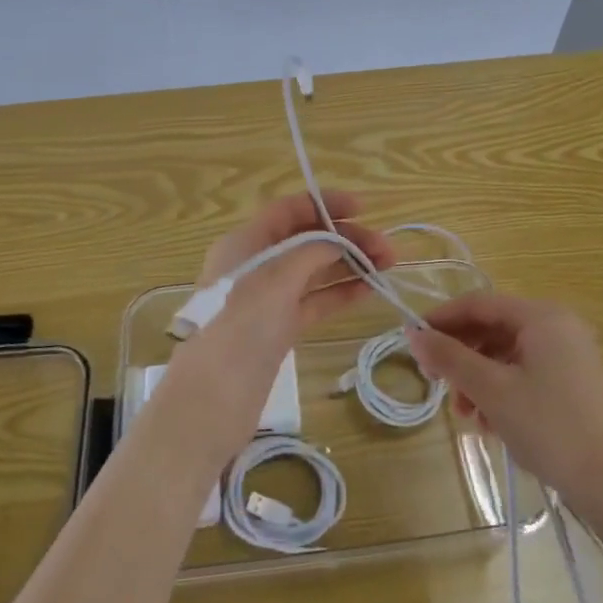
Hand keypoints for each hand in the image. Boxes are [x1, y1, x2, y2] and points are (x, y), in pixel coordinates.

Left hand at [155, 192, 395, 467]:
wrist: (215, 397)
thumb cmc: (244, 323)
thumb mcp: (280, 275)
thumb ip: (313, 251)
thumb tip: (338, 243)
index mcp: (246, 242)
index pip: (289, 210)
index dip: (325, 205)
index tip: (363, 209)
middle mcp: (255, 265)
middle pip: (306, 240)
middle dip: (346, 239)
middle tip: (387, 250)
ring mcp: (267, 299)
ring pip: (314, 272)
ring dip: (349, 266)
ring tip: (387, 267)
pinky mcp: (278, 330)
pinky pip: (314, 302)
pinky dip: (339, 294)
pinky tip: (368, 291)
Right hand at [408, 293, 602, 511]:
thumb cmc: (547, 426)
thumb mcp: (491, 390)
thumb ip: (450, 358)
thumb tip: (413, 335)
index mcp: (542, 316)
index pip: (480, 304)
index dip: (442, 319)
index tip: (413, 340)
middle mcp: (558, 325)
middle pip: (493, 328)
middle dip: (461, 355)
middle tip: (434, 381)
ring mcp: (568, 354)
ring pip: (506, 354)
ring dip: (477, 378)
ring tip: (464, 414)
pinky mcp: (571, 381)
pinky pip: (524, 371)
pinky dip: (500, 389)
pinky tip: (488, 422)